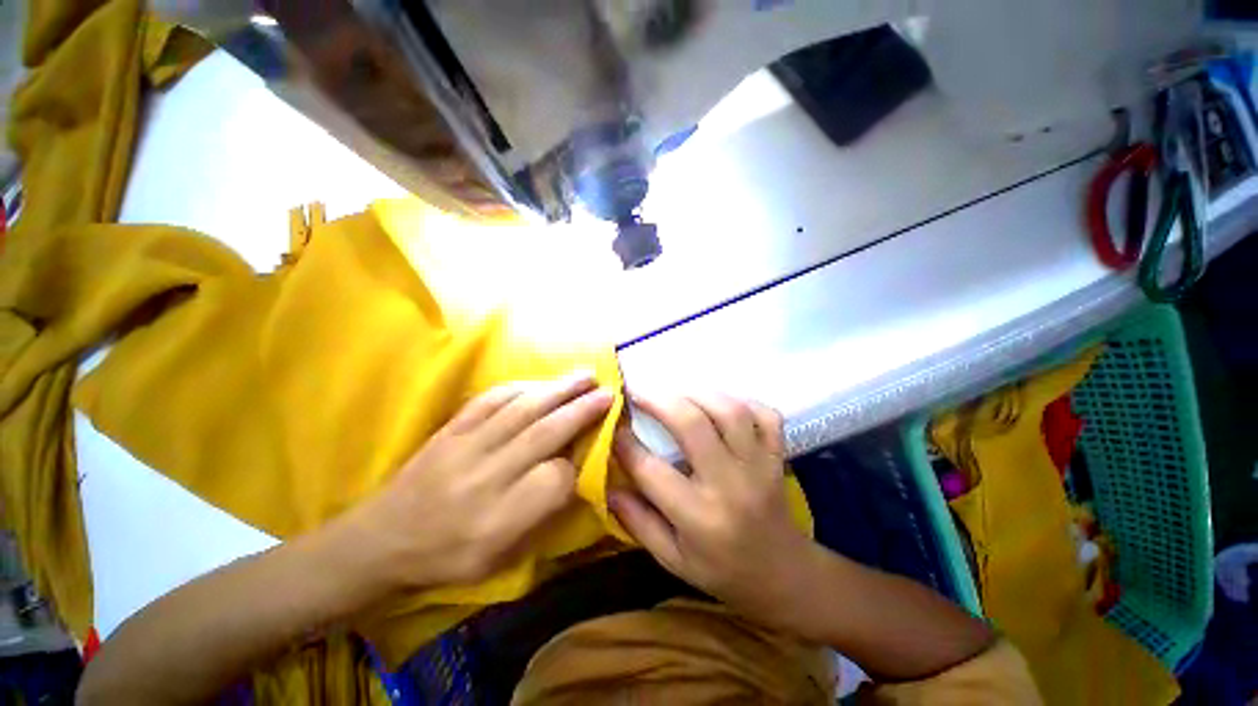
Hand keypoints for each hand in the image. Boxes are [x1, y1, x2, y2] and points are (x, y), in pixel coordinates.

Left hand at [335, 372, 613, 593]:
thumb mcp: (499, 560)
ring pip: (522, 410)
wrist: (379, 542)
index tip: (595, 447)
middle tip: (608, 392)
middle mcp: (485, 479)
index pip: (554, 481)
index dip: (580, 462)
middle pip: (544, 435)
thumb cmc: (447, 558)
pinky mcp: (450, 430)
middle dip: (581, 411)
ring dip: (558, 390)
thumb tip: (572, 477)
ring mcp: (465, 448)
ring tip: (585, 377)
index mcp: (499, 521)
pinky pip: (489, 401)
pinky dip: (519, 387)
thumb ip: (539, 519)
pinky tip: (540, 382)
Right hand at [610, 394, 821, 627]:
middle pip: (692, 424)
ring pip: (729, 411)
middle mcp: (730, 485)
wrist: (784, 578)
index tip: (612, 425)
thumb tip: (607, 486)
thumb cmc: (722, 572)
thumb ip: (638, 521)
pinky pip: (766, 415)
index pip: (651, 470)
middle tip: (638, 390)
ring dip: (697, 393)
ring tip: (675, 392)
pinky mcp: (777, 457)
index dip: (625, 443)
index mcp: (699, 517)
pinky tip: (720, 404)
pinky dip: (744, 401)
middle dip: (658, 400)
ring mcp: (760, 466)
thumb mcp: (672, 559)